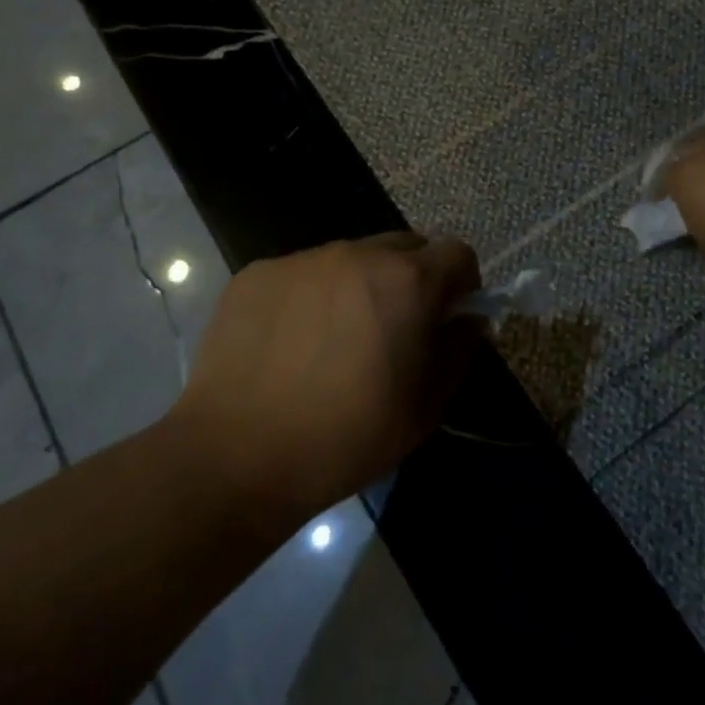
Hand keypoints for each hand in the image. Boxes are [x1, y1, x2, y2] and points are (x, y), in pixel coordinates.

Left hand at [171, 233, 480, 525]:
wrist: (236, 456)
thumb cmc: (347, 437)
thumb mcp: (426, 406)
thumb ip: (459, 350)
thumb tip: (467, 319)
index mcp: (407, 281)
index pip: (457, 254)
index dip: (462, 284)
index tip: (447, 318)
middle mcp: (357, 254)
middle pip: (404, 247)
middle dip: (412, 279)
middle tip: (393, 330)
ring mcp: (302, 260)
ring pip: (351, 258)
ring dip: (359, 286)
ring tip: (334, 341)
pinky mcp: (256, 274)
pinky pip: (303, 273)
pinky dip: (310, 297)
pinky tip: (290, 344)